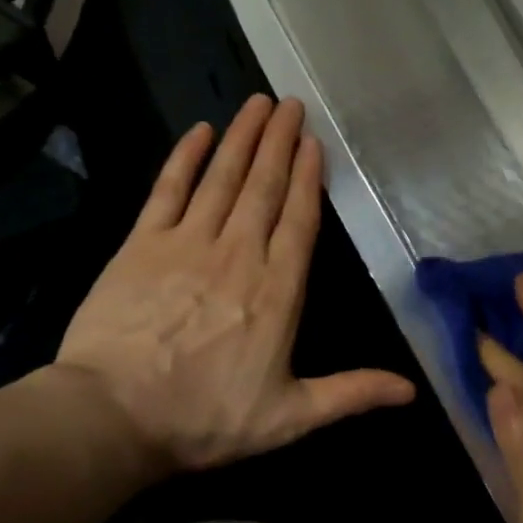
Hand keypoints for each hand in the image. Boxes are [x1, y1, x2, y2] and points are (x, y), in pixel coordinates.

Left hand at [51, 95, 414, 474]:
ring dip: (243, 138)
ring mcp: (187, 244)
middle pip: (264, 188)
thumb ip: (350, 394)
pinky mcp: (141, 245)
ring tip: (258, 104)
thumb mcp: (289, 418)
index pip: (299, 221)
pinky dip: (185, 158)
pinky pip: (168, 190)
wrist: (111, 417)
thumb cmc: (205, 418)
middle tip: (291, 104)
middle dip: (280, 143)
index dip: (309, 179)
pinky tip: (199, 132)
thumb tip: (411, 390)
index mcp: (277, 291)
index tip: (314, 143)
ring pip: (223, 179)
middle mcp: (238, 254)